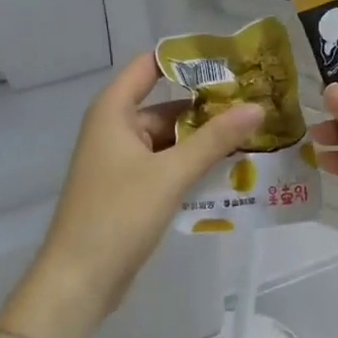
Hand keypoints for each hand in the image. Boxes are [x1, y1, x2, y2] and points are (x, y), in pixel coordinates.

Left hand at [5, 53, 264, 337]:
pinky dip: (192, 168)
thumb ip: (215, 139)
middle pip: (167, 107)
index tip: (231, 59)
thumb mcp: (171, 173)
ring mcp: (122, 162)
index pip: (150, 66)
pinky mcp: (130, 191)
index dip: (187, 59)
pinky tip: (229, 174)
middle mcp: (115, 130)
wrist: (79, 279)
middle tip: (257, 107)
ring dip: (205, 143)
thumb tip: (257, 107)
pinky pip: (166, 168)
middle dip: (209, 110)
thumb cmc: (119, 215)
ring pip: (171, 142)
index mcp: (114, 112)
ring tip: (254, 139)